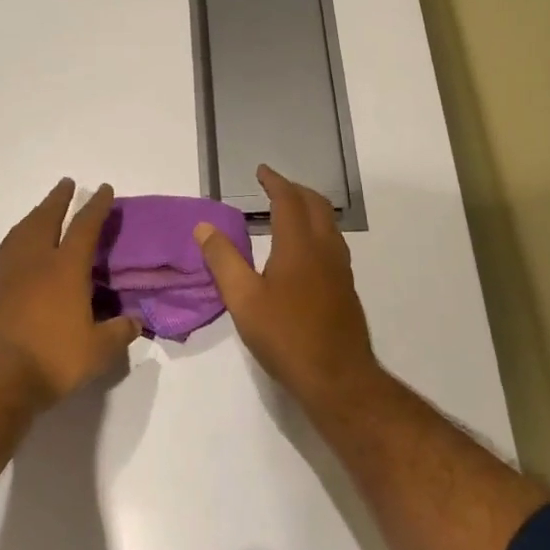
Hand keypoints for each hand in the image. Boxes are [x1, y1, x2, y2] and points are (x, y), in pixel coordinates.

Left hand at [0, 179, 138, 407]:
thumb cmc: (50, 361)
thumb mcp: (97, 352)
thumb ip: (118, 333)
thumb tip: (135, 322)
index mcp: (64, 269)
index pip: (85, 227)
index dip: (96, 206)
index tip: (102, 188)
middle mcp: (33, 264)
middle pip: (44, 219)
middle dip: (57, 200)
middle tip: (65, 184)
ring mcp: (3, 278)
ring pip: (17, 236)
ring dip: (31, 219)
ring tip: (38, 214)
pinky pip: (1, 267)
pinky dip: (12, 257)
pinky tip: (14, 270)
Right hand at [195, 164, 377, 405]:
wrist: (338, 378)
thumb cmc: (286, 336)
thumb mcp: (243, 299)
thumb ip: (222, 260)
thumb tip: (203, 227)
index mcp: (299, 245)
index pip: (288, 200)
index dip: (275, 182)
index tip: (262, 171)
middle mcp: (324, 249)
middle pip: (316, 205)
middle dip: (295, 190)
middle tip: (274, 187)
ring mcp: (340, 269)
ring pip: (328, 224)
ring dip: (309, 209)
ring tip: (288, 212)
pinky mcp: (345, 288)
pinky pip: (332, 243)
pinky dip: (316, 229)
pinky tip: (303, 251)